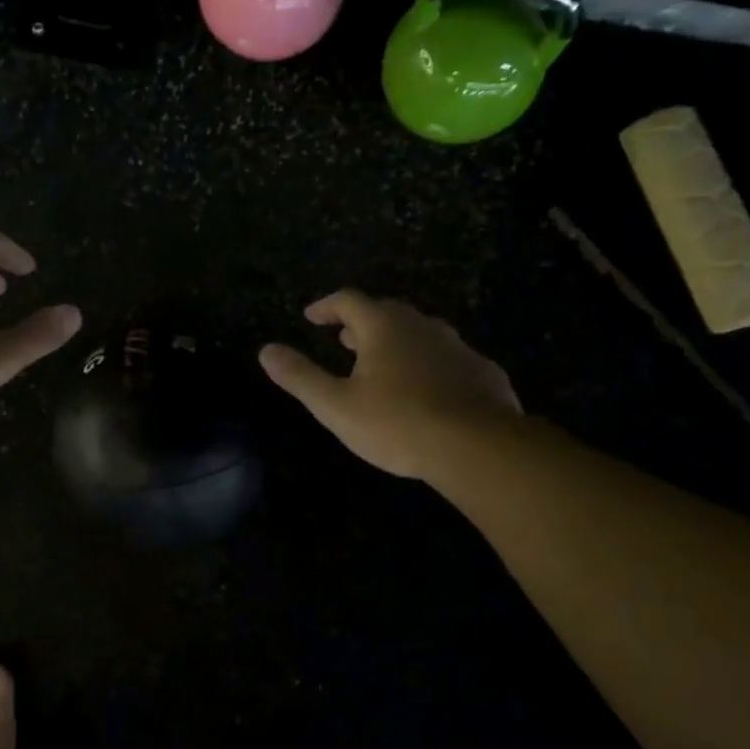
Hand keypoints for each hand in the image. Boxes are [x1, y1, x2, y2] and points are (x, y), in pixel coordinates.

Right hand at [259, 290, 519, 478]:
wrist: (480, 447)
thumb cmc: (398, 423)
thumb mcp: (336, 405)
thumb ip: (300, 376)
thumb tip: (265, 350)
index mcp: (383, 327)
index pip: (348, 301)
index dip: (326, 306)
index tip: (311, 317)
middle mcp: (421, 326)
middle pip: (386, 312)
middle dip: (361, 323)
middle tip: (344, 339)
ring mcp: (457, 347)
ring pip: (421, 332)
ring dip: (397, 341)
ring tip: (383, 362)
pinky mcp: (483, 372)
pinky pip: (448, 358)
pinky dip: (429, 363)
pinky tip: (428, 388)